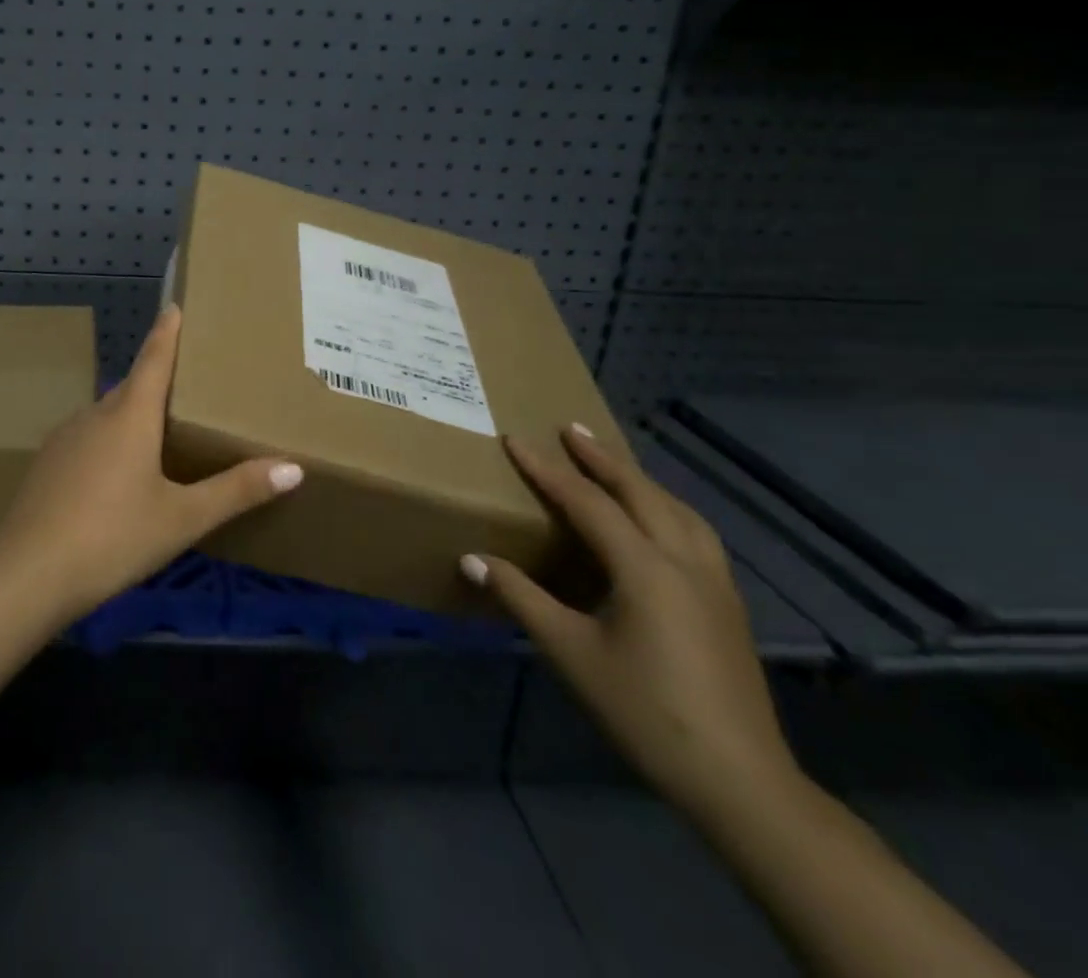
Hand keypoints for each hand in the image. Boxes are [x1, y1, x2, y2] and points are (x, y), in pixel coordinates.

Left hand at [0, 305, 302, 618]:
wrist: (28, 571)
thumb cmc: (114, 536)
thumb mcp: (183, 518)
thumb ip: (236, 490)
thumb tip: (294, 467)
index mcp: (130, 416)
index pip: (154, 359)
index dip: (167, 332)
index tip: (174, 306)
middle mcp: (95, 415)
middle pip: (132, 387)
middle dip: (156, 380)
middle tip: (187, 382)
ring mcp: (65, 438)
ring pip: (108, 415)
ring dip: (132, 415)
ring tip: (158, 431)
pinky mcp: (48, 463)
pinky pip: (88, 438)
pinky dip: (109, 441)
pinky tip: (117, 474)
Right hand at [465, 426, 799, 821]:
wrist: (739, 781)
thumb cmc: (643, 709)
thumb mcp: (569, 652)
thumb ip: (520, 597)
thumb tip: (470, 558)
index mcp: (645, 568)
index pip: (587, 502)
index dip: (547, 470)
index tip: (515, 440)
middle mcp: (684, 562)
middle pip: (641, 493)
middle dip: (602, 458)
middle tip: (570, 428)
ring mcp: (715, 583)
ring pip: (678, 510)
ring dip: (640, 480)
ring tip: (613, 465)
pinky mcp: (728, 606)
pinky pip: (695, 534)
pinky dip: (667, 509)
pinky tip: (659, 522)